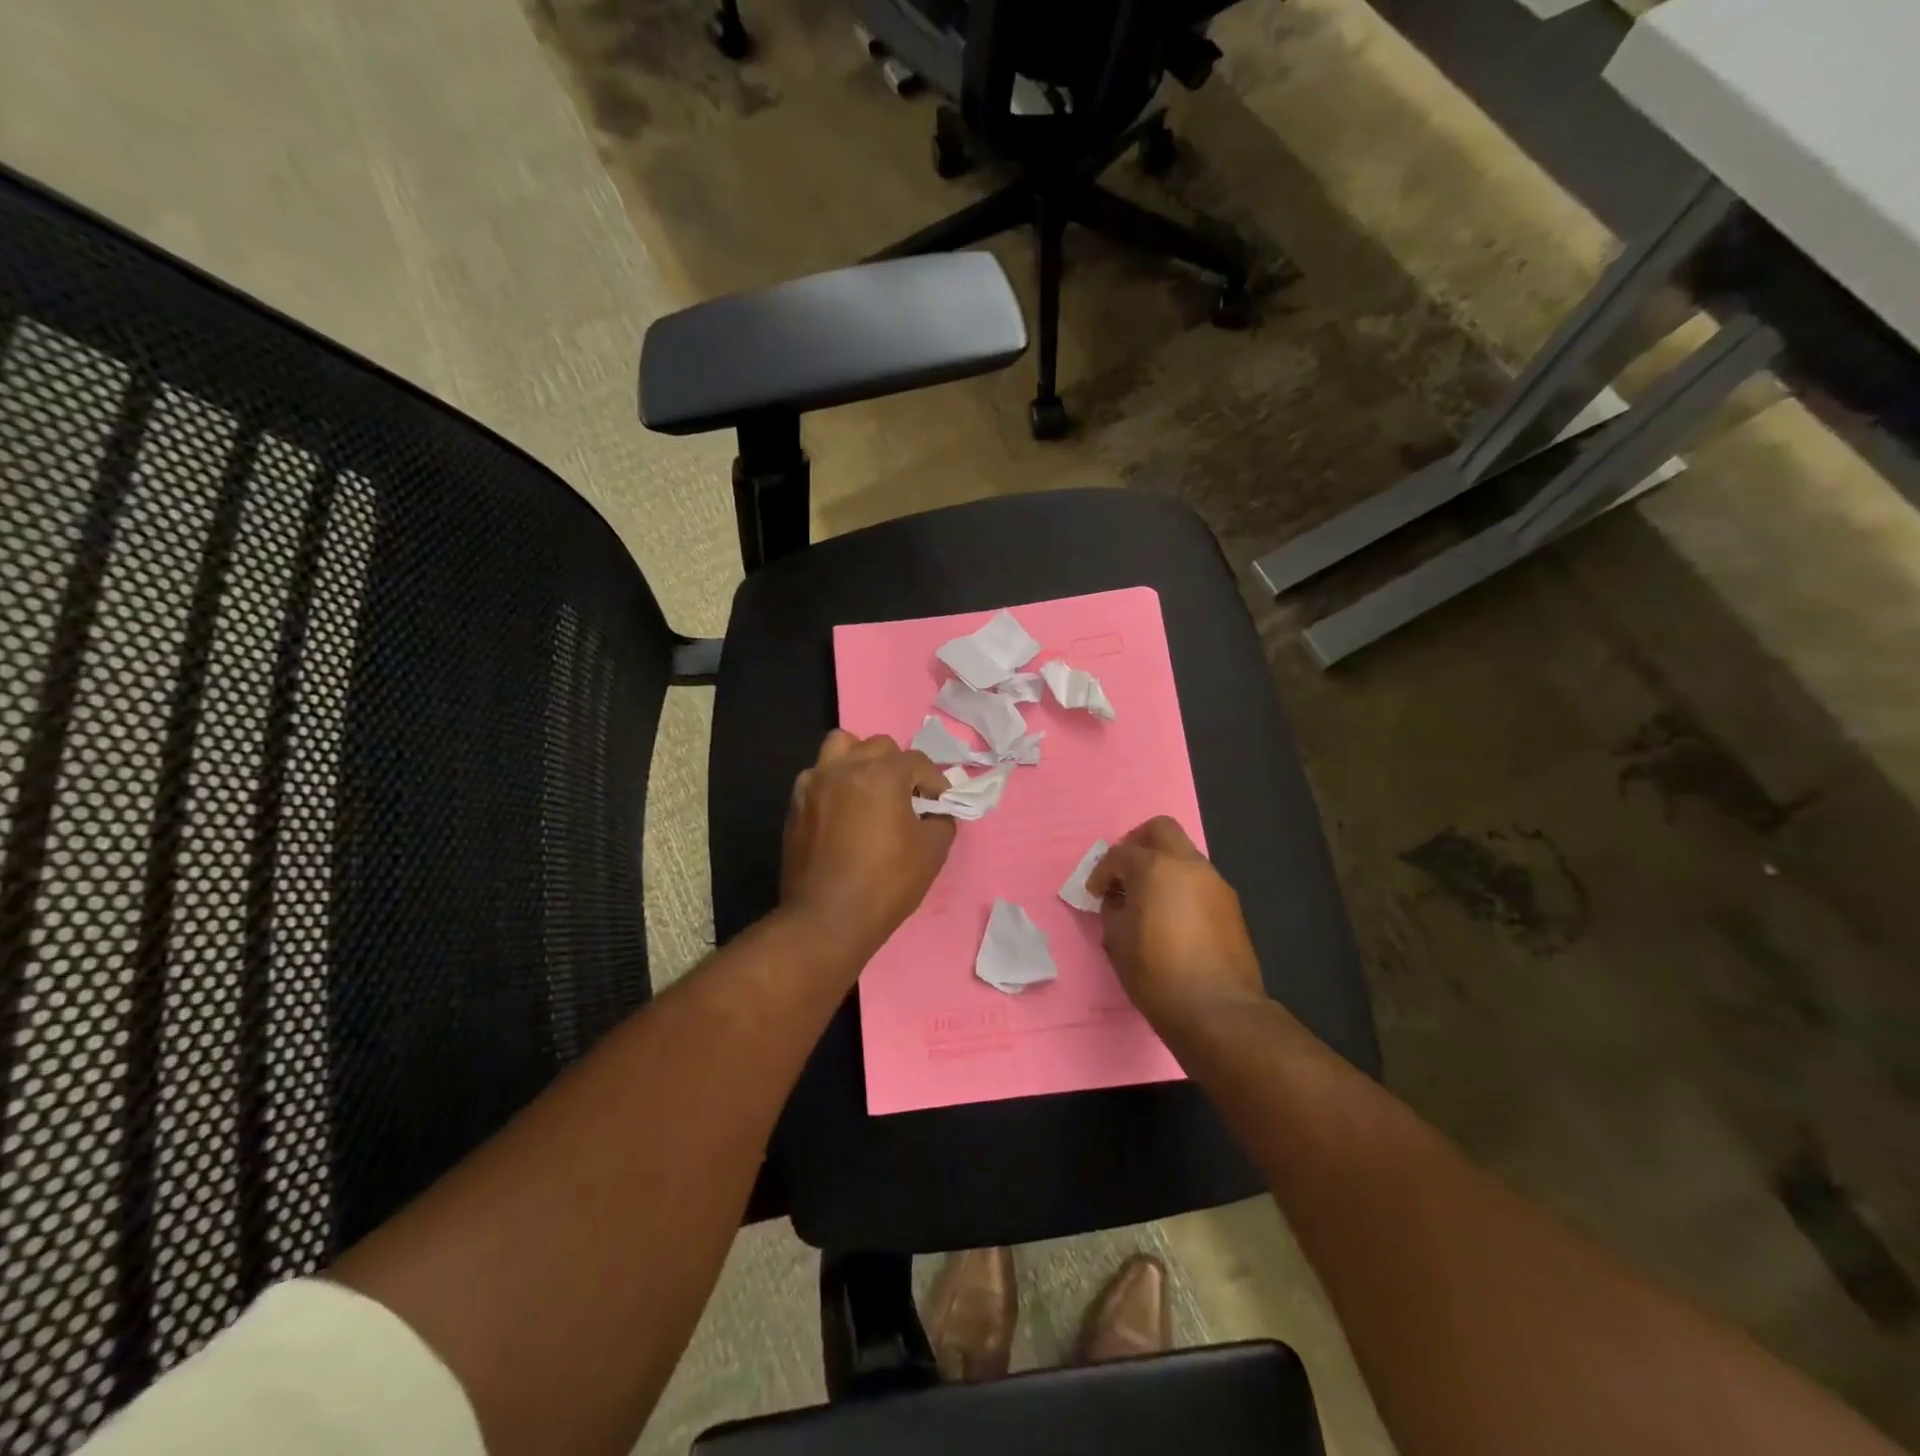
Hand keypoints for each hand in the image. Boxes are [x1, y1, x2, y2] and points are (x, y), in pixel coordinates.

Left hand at [781, 730, 957, 963]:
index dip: (934, 781)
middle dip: (898, 766)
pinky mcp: (795, 805)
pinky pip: (817, 776)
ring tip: (869, 790)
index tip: (940, 803)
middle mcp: (845, 768)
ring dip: (859, 760)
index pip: (917, 761)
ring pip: (840, 747)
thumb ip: (941, 821)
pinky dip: (834, 783)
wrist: (826, 919)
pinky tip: (842, 811)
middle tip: (906, 797)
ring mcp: (814, 784)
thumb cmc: (885, 884)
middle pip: (878, 746)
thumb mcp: (932, 852)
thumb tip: (935, 813)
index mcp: (881, 774)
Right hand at [1087, 817, 1264, 1029]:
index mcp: (1155, 868)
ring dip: (1163, 865)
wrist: (1218, 1011)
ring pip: (1184, 854)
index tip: (1095, 893)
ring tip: (1149, 899)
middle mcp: (1188, 865)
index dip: (1101, 872)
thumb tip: (1118, 901)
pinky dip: (1182, 886)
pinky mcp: (1231, 906)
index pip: (1120, 854)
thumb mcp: (1117, 942)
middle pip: (1161, 829)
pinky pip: (1199, 881)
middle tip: (1124, 871)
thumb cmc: (1157, 974)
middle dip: (1137, 843)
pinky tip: (1173, 918)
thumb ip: (1113, 910)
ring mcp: (1215, 883)